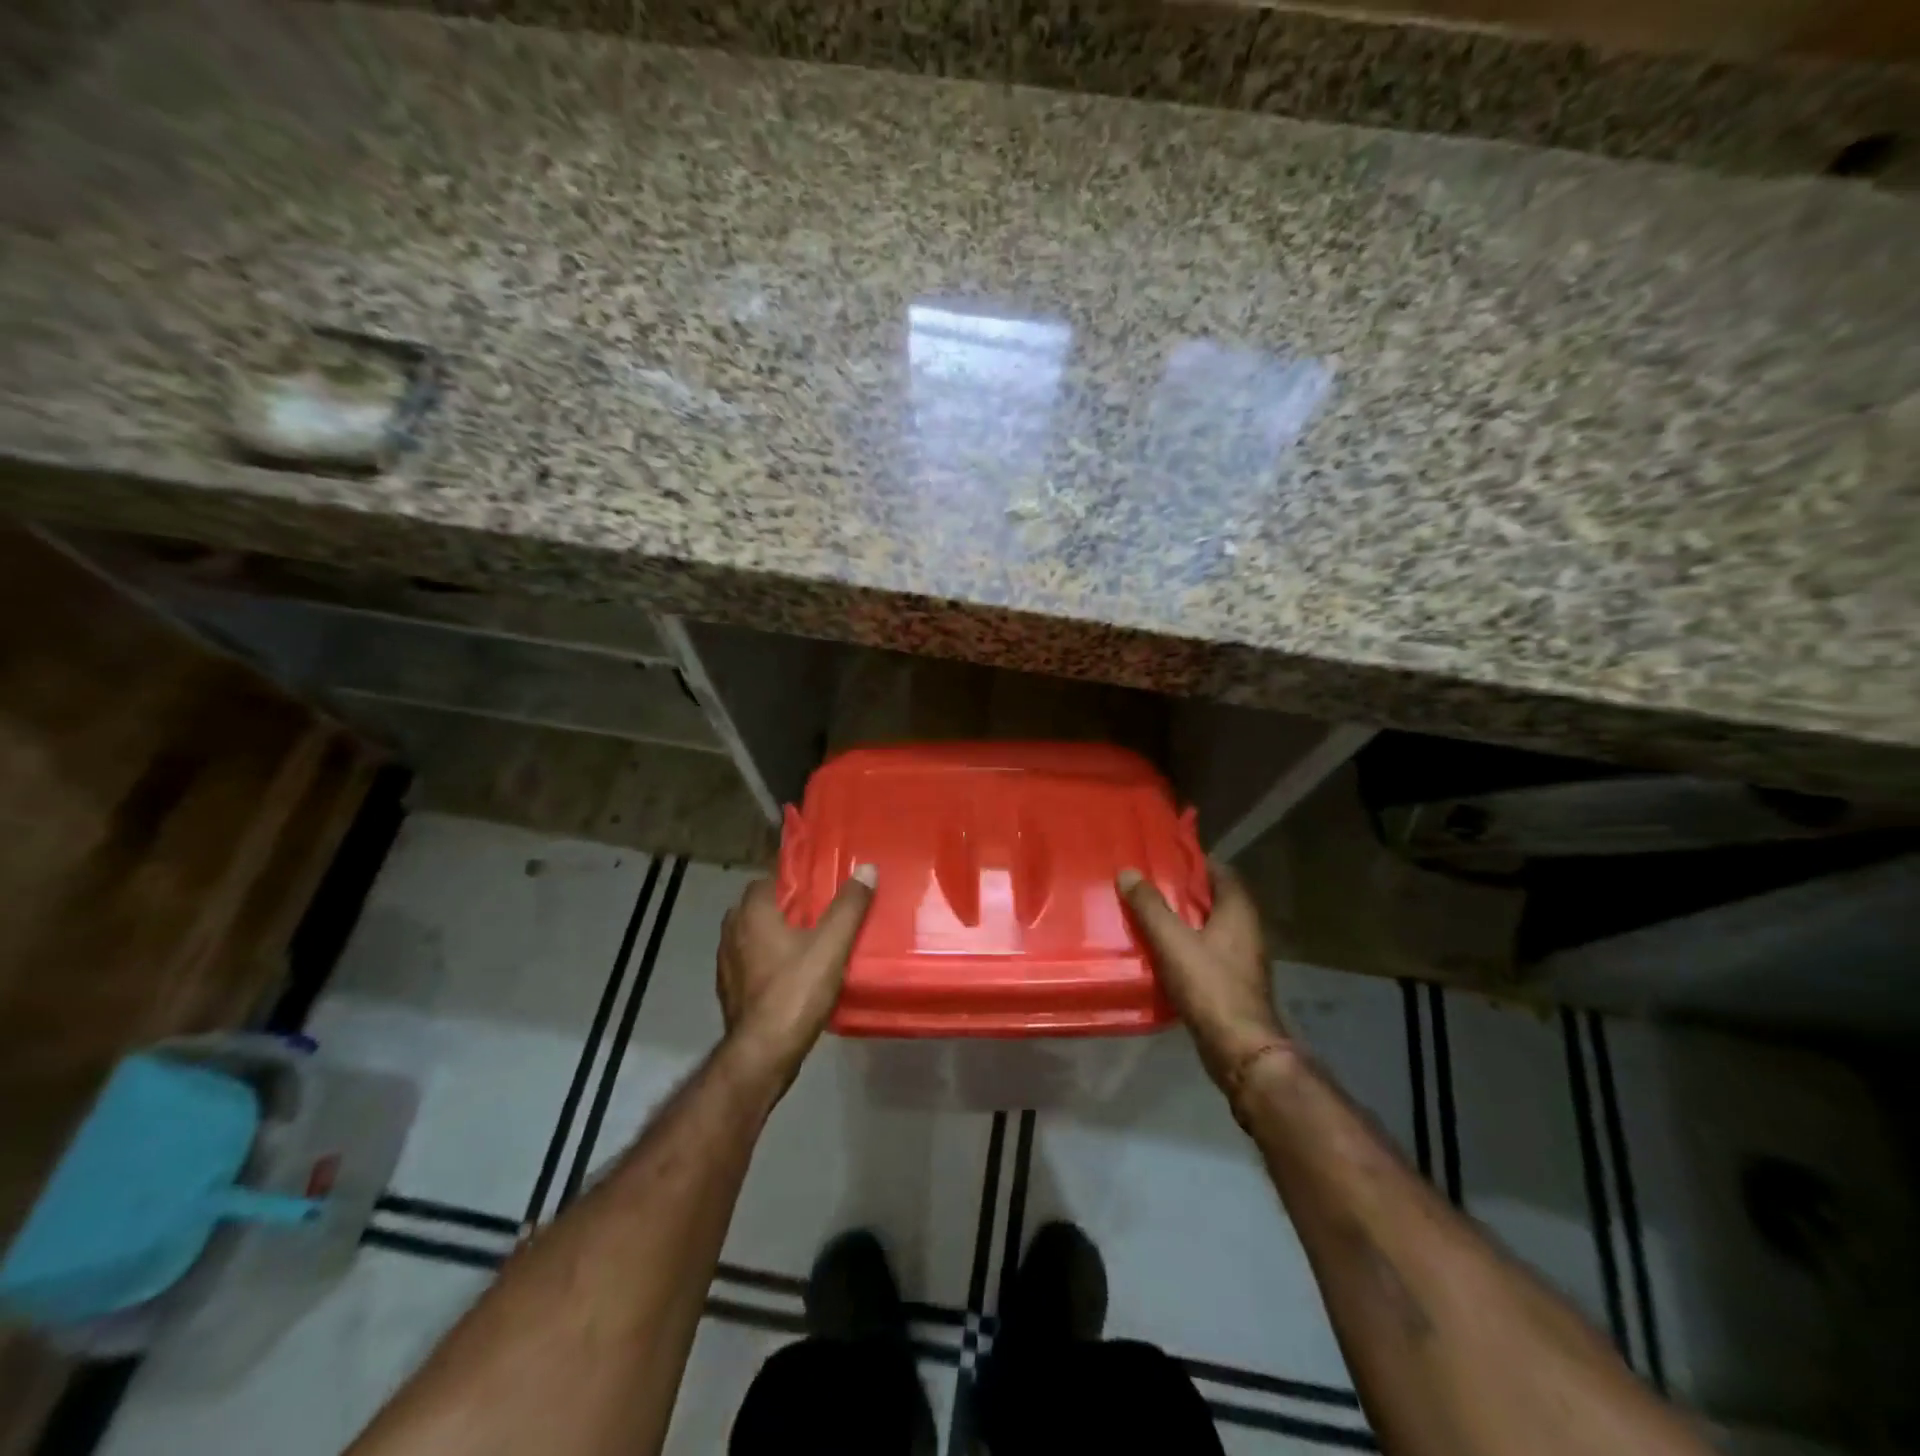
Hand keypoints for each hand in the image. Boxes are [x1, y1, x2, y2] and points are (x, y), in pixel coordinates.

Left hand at [717, 866, 875, 1091]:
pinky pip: (751, 962)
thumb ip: (849, 907)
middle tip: (820, 911)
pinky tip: (793, 972)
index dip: (793, 879)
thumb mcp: (831, 946)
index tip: (819, 883)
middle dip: (786, 907)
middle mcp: (732, 932)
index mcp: (752, 914)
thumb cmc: (795, 992)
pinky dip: (769, 960)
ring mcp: (726, 964)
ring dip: (776, 934)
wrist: (762, 1054)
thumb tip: (866, 869)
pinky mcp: (730, 990)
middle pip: (760, 907)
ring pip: (753, 936)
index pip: (768, 879)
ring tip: (810, 941)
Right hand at [1118, 864, 1292, 1094]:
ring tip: (1148, 915)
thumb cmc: (1210, 986)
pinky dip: (1187, 946)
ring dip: (1184, 920)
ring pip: (1210, 927)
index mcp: (1238, 911)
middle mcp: (1247, 930)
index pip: (1221, 871)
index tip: (1164, 858)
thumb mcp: (1172, 941)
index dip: (1194, 862)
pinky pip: (1207, 952)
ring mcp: (1243, 958)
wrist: (1240, 1049)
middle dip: (1184, 891)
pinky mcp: (1234, 982)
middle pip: (1214, 899)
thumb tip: (1128, 872)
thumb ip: (1150, 906)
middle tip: (1148, 884)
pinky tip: (1160, 951)